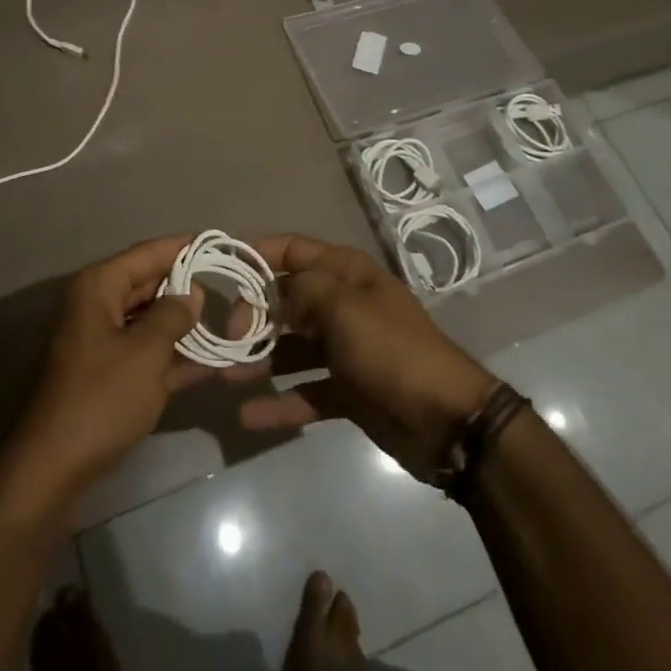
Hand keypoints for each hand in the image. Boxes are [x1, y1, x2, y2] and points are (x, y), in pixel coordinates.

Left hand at [1, 236, 203, 505]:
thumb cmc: (101, 399)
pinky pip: (146, 351)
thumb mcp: (146, 353)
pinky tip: (211, 360)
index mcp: (99, 287)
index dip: (184, 247)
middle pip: (149, 284)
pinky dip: (173, 353)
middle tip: (229, 285)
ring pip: (150, 319)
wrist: (54, 470)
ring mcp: (101, 340)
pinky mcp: (108, 373)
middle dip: (188, 287)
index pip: (148, 253)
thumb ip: (173, 315)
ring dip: (184, 323)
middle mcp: (97, 305)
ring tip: (228, 319)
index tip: (219, 244)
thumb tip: (193, 292)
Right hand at [237, 235, 496, 477]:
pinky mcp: (348, 390)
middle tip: (225, 338)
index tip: (222, 271)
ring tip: (225, 375)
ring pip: (292, 347)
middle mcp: (343, 304)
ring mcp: (346, 349)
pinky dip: (280, 402)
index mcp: (346, 273)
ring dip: (261, 359)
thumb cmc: (391, 349)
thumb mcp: (343, 307)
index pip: (293, 250)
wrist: (448, 420)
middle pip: (288, 300)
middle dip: (254, 314)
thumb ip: (300, 292)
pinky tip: (248, 416)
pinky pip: (306, 391)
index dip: (258, 255)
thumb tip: (273, 295)